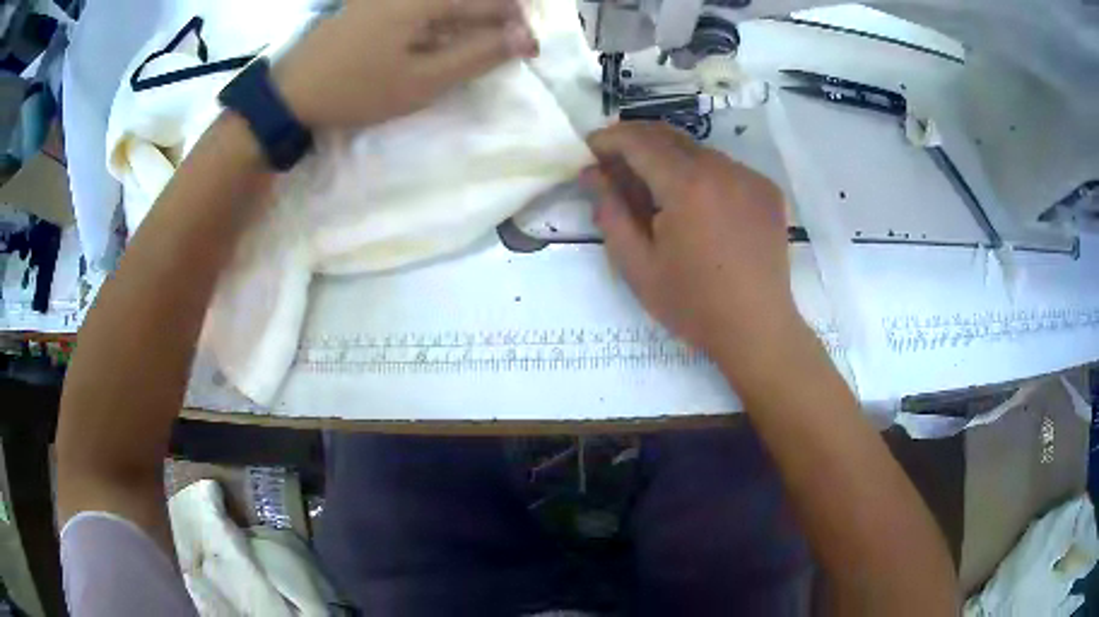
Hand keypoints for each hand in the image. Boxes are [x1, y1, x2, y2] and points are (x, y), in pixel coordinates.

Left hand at [274, 0, 537, 129]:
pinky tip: (436, 38)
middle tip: (503, 46)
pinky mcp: (373, 2)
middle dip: (494, 17)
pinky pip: (420, 6)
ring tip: (473, 45)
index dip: (516, 25)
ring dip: (467, 17)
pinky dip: (439, 19)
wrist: (291, 91)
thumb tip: (524, 38)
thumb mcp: (422, 81)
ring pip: (444, 2)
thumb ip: (477, 55)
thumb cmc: (357, 89)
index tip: (529, 51)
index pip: (490, 3)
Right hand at [582, 122, 808, 387]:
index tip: (590, 150)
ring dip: (669, 157)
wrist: (756, 328)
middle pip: (669, 135)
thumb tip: (592, 173)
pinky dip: (701, 173)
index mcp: (686, 186)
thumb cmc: (692, 304)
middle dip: (635, 140)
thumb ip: (610, 212)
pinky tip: (696, 203)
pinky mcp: (767, 190)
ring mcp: (750, 177)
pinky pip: (725, 167)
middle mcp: (722, 168)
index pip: (638, 141)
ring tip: (654, 187)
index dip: (609, 139)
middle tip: (614, 162)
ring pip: (698, 150)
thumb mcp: (637, 265)